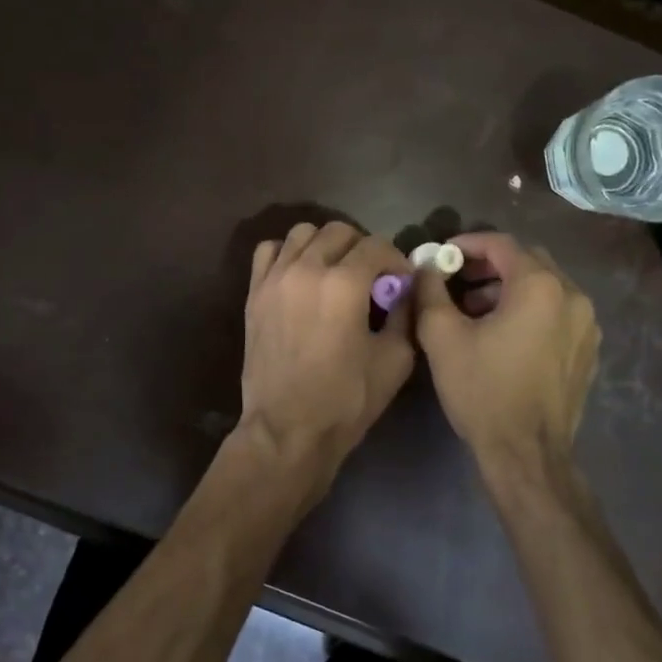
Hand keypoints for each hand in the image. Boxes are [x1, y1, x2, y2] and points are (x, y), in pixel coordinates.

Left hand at [239, 222, 415, 498]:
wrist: (287, 430)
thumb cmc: (346, 400)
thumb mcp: (395, 359)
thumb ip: (405, 313)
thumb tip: (406, 288)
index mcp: (344, 284)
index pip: (376, 245)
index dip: (395, 260)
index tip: (401, 282)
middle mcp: (306, 269)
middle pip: (339, 231)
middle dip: (362, 248)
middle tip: (371, 277)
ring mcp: (275, 278)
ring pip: (302, 233)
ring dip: (325, 245)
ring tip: (334, 273)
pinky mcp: (254, 293)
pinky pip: (269, 251)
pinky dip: (288, 254)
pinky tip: (300, 277)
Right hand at [414, 233, 600, 477]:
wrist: (526, 453)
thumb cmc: (482, 389)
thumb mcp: (442, 336)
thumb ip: (430, 290)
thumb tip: (427, 266)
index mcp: (540, 286)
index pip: (501, 244)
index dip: (467, 243)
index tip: (440, 255)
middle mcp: (572, 296)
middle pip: (527, 261)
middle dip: (488, 265)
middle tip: (455, 279)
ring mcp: (587, 325)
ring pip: (543, 287)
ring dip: (507, 289)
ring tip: (472, 310)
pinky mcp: (588, 350)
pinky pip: (556, 313)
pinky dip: (528, 310)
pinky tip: (502, 335)